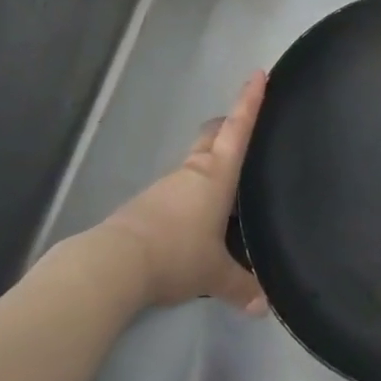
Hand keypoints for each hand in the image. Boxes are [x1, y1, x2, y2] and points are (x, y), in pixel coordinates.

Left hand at [99, 72, 269, 313]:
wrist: (116, 263)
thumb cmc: (176, 254)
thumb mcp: (214, 274)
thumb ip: (240, 287)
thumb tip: (264, 307)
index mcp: (216, 175)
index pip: (238, 128)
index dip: (250, 100)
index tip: (259, 73)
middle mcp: (192, 172)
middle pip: (212, 135)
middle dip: (228, 126)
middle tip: (243, 130)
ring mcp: (166, 186)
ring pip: (194, 164)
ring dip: (209, 167)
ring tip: (227, 192)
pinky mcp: (148, 204)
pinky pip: (178, 190)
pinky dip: (192, 195)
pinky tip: (196, 222)